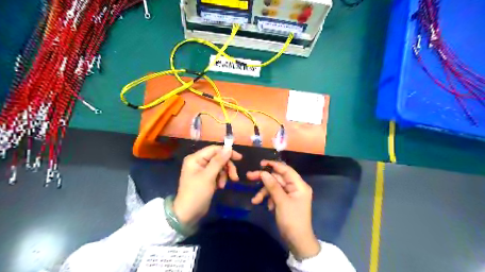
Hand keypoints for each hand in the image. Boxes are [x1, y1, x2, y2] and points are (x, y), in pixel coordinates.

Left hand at [174, 145, 242, 225]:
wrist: (188, 214)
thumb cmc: (196, 193)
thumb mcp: (208, 176)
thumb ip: (219, 161)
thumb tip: (229, 148)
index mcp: (195, 158)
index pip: (214, 149)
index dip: (227, 152)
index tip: (239, 158)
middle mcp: (198, 162)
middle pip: (218, 158)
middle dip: (227, 167)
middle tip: (234, 177)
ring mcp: (202, 170)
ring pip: (220, 166)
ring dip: (224, 174)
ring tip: (223, 185)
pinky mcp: (206, 178)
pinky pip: (217, 173)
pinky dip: (221, 179)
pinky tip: (220, 186)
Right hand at [248, 161, 320, 260]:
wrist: (297, 241)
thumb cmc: (292, 220)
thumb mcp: (281, 202)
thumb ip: (272, 186)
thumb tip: (263, 172)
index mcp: (299, 185)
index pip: (286, 170)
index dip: (273, 165)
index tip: (260, 163)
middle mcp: (295, 187)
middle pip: (278, 178)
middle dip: (264, 179)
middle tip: (249, 176)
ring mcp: (290, 194)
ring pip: (274, 187)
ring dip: (264, 192)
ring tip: (255, 200)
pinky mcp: (285, 201)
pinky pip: (275, 195)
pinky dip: (269, 199)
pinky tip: (266, 207)